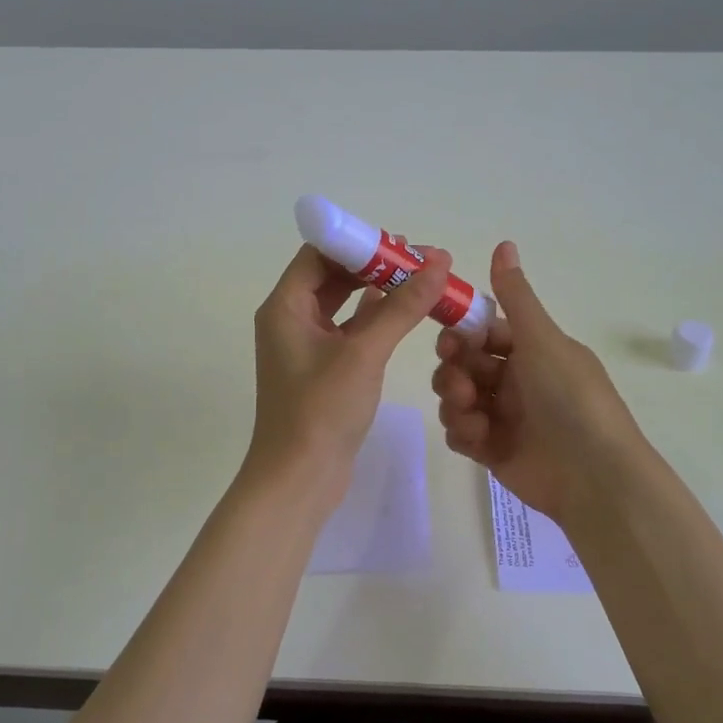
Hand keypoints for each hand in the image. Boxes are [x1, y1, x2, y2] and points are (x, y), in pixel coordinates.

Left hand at [246, 243, 455, 506]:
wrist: (299, 479)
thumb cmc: (322, 411)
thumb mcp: (364, 353)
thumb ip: (401, 306)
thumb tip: (437, 261)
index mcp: (285, 306)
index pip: (319, 253)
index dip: (358, 242)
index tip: (401, 242)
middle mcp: (289, 319)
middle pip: (331, 275)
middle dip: (374, 265)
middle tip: (420, 260)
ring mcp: (304, 346)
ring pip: (342, 304)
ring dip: (377, 292)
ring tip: (420, 281)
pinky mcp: (321, 369)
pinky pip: (348, 330)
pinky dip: (374, 319)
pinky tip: (404, 313)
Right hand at [431, 241, 647, 522]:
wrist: (593, 474)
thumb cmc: (570, 397)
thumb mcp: (543, 340)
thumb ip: (516, 296)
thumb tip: (504, 243)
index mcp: (533, 352)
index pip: (485, 334)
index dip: (462, 335)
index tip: (449, 341)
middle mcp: (517, 381)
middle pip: (465, 366)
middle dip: (454, 371)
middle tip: (460, 382)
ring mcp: (504, 418)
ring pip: (457, 398)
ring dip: (455, 401)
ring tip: (471, 413)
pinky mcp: (493, 451)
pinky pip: (461, 433)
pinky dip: (463, 432)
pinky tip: (477, 438)